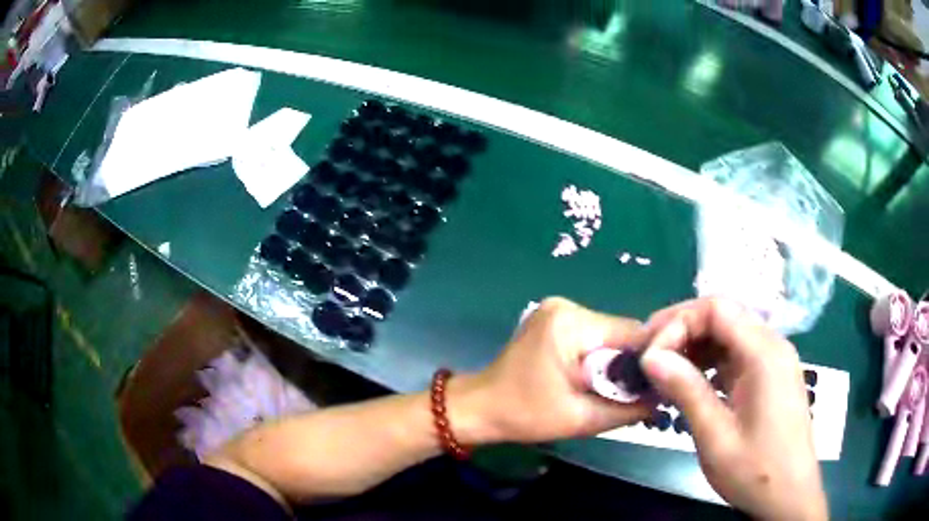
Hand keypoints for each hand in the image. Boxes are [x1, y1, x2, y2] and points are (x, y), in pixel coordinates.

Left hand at [463, 297, 649, 443]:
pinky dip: (596, 357)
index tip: (652, 387)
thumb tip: (663, 398)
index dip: (646, 362)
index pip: (630, 333)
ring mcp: (557, 309)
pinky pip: (591, 336)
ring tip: (605, 389)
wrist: (480, 407)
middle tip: (628, 394)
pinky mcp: (553, 319)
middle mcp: (566, 306)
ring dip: (611, 362)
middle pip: (619, 333)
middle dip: (626, 364)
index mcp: (571, 323)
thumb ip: (628, 409)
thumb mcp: (581, 419)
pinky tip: (588, 377)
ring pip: (607, 335)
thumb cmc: (525, 415)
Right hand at [637, 298, 826, 520]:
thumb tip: (651, 357)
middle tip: (648, 356)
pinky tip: (692, 384)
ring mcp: (773, 360)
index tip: (650, 355)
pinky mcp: (770, 377)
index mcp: (764, 353)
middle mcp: (772, 345)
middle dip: (682, 329)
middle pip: (723, 315)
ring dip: (695, 346)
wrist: (789, 494)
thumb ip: (686, 391)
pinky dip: (710, 362)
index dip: (678, 322)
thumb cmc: (755, 470)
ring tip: (664, 371)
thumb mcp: (715, 436)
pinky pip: (737, 355)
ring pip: (729, 334)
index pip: (716, 309)